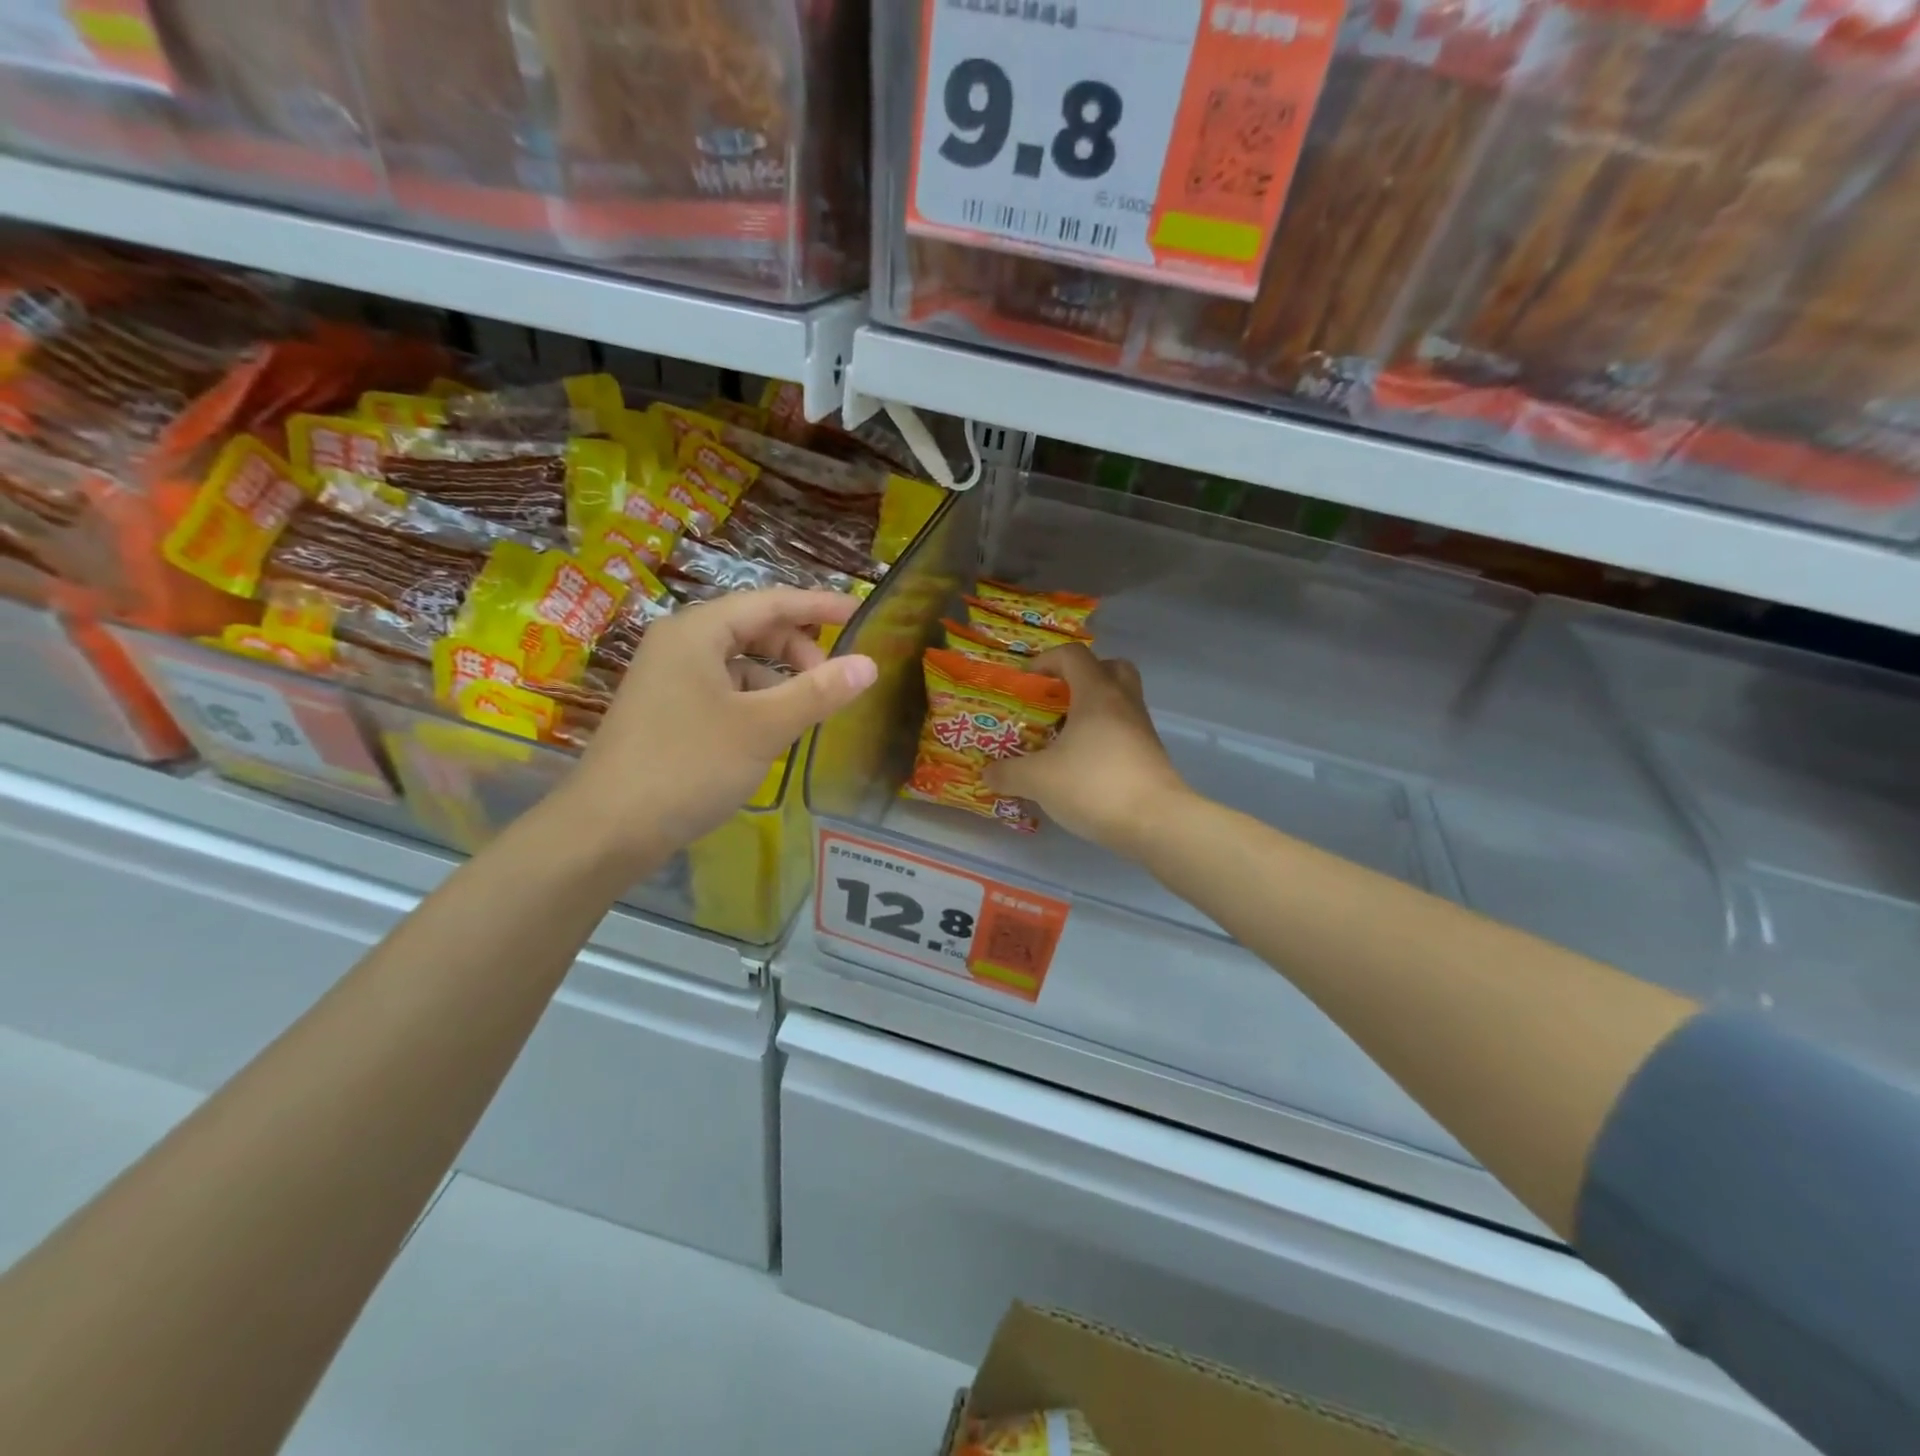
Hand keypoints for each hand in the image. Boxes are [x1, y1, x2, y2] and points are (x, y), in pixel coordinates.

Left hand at [567, 588, 876, 865]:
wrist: (607, 830)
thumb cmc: (688, 767)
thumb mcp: (763, 728)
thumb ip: (818, 692)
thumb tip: (870, 664)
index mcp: (697, 632)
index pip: (770, 602)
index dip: (819, 606)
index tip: (861, 612)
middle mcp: (680, 644)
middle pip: (753, 628)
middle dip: (798, 649)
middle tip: (833, 681)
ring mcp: (669, 678)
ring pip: (739, 662)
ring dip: (778, 678)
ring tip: (807, 711)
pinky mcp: (667, 710)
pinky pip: (723, 689)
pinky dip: (755, 700)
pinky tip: (771, 730)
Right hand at [982, 643, 1187, 859]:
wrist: (1157, 822)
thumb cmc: (1094, 786)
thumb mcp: (1038, 780)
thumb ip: (1008, 773)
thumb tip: (988, 774)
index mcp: (1096, 693)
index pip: (1073, 655)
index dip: (1046, 660)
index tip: (1025, 681)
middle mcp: (1123, 702)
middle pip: (1109, 668)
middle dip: (1080, 677)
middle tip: (1056, 699)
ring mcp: (1142, 729)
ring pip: (1119, 701)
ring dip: (1092, 710)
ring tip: (1063, 737)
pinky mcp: (1150, 755)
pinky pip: (1124, 731)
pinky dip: (1103, 738)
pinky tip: (1081, 765)